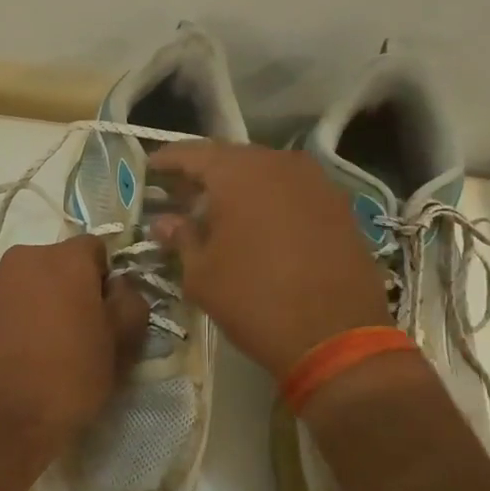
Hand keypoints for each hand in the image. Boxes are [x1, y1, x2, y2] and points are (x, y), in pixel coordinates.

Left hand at [0, 235, 149, 477]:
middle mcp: (22, 258)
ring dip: (36, 303)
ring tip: (39, 348)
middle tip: (75, 333)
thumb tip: (120, 287)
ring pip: (24, 283)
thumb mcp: (119, 347)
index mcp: (64, 259)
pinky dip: (9, 319)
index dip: (105, 278)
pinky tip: (13, 355)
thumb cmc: (66, 380)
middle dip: (68, 289)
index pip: (95, 248)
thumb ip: (130, 304)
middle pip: (56, 264)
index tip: (105, 313)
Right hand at [148, 142, 392, 379]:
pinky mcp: (339, 206)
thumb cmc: (254, 300)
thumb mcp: (202, 274)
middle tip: (181, 192)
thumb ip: (181, 238)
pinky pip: (293, 191)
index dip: (168, 160)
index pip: (193, 153)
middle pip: (232, 158)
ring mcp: (315, 183)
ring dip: (239, 186)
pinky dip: (270, 200)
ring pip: (266, 172)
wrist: (336, 337)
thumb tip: (164, 222)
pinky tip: (257, 223)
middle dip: (204, 173)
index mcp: (239, 173)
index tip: (150, 168)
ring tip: (217, 209)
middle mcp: (279, 164)